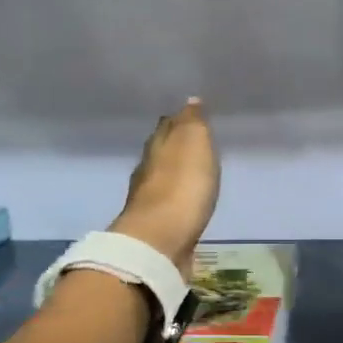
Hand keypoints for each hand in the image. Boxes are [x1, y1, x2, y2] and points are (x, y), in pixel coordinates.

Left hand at [110, 99, 220, 279]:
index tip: (190, 116)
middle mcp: (148, 170)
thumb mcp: (193, 142)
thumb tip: (190, 100)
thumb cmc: (181, 186)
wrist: (160, 241)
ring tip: (191, 172)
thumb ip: (192, 122)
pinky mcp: (158, 227)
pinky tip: (186, 202)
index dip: (179, 121)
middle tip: (191, 142)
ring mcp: (150, 201)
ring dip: (174, 174)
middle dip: (174, 146)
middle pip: (161, 152)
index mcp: (158, 146)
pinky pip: (170, 205)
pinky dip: (177, 199)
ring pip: (163, 179)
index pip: (167, 127)